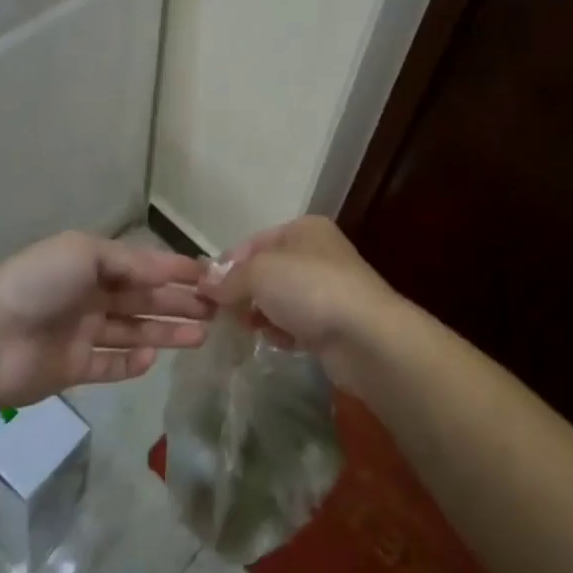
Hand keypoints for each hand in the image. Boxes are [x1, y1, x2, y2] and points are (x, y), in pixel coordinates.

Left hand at [0, 232, 214, 407]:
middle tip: (215, 310)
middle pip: (143, 299)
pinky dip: (133, 363)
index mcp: (92, 264)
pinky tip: (154, 359)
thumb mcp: (85, 253)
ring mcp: (83, 333)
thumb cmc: (39, 284)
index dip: (175, 270)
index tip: (209, 276)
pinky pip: (112, 365)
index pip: (143, 265)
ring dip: (166, 332)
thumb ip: (129, 262)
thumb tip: (166, 270)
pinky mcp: (75, 368)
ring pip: (134, 331)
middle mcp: (91, 296)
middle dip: (178, 302)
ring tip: (201, 336)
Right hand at [211, 217, 401, 388]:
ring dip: (261, 314)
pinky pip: (297, 324)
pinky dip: (283, 332)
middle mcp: (317, 254)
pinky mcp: (333, 323)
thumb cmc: (310, 289)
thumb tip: (207, 284)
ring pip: (280, 299)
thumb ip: (230, 277)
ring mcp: (328, 289)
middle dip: (243, 292)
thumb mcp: (260, 273)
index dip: (228, 264)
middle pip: (266, 271)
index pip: (254, 242)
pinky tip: (277, 342)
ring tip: (246, 330)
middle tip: (222, 314)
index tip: (206, 290)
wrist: (366, 336)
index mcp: (304, 229)